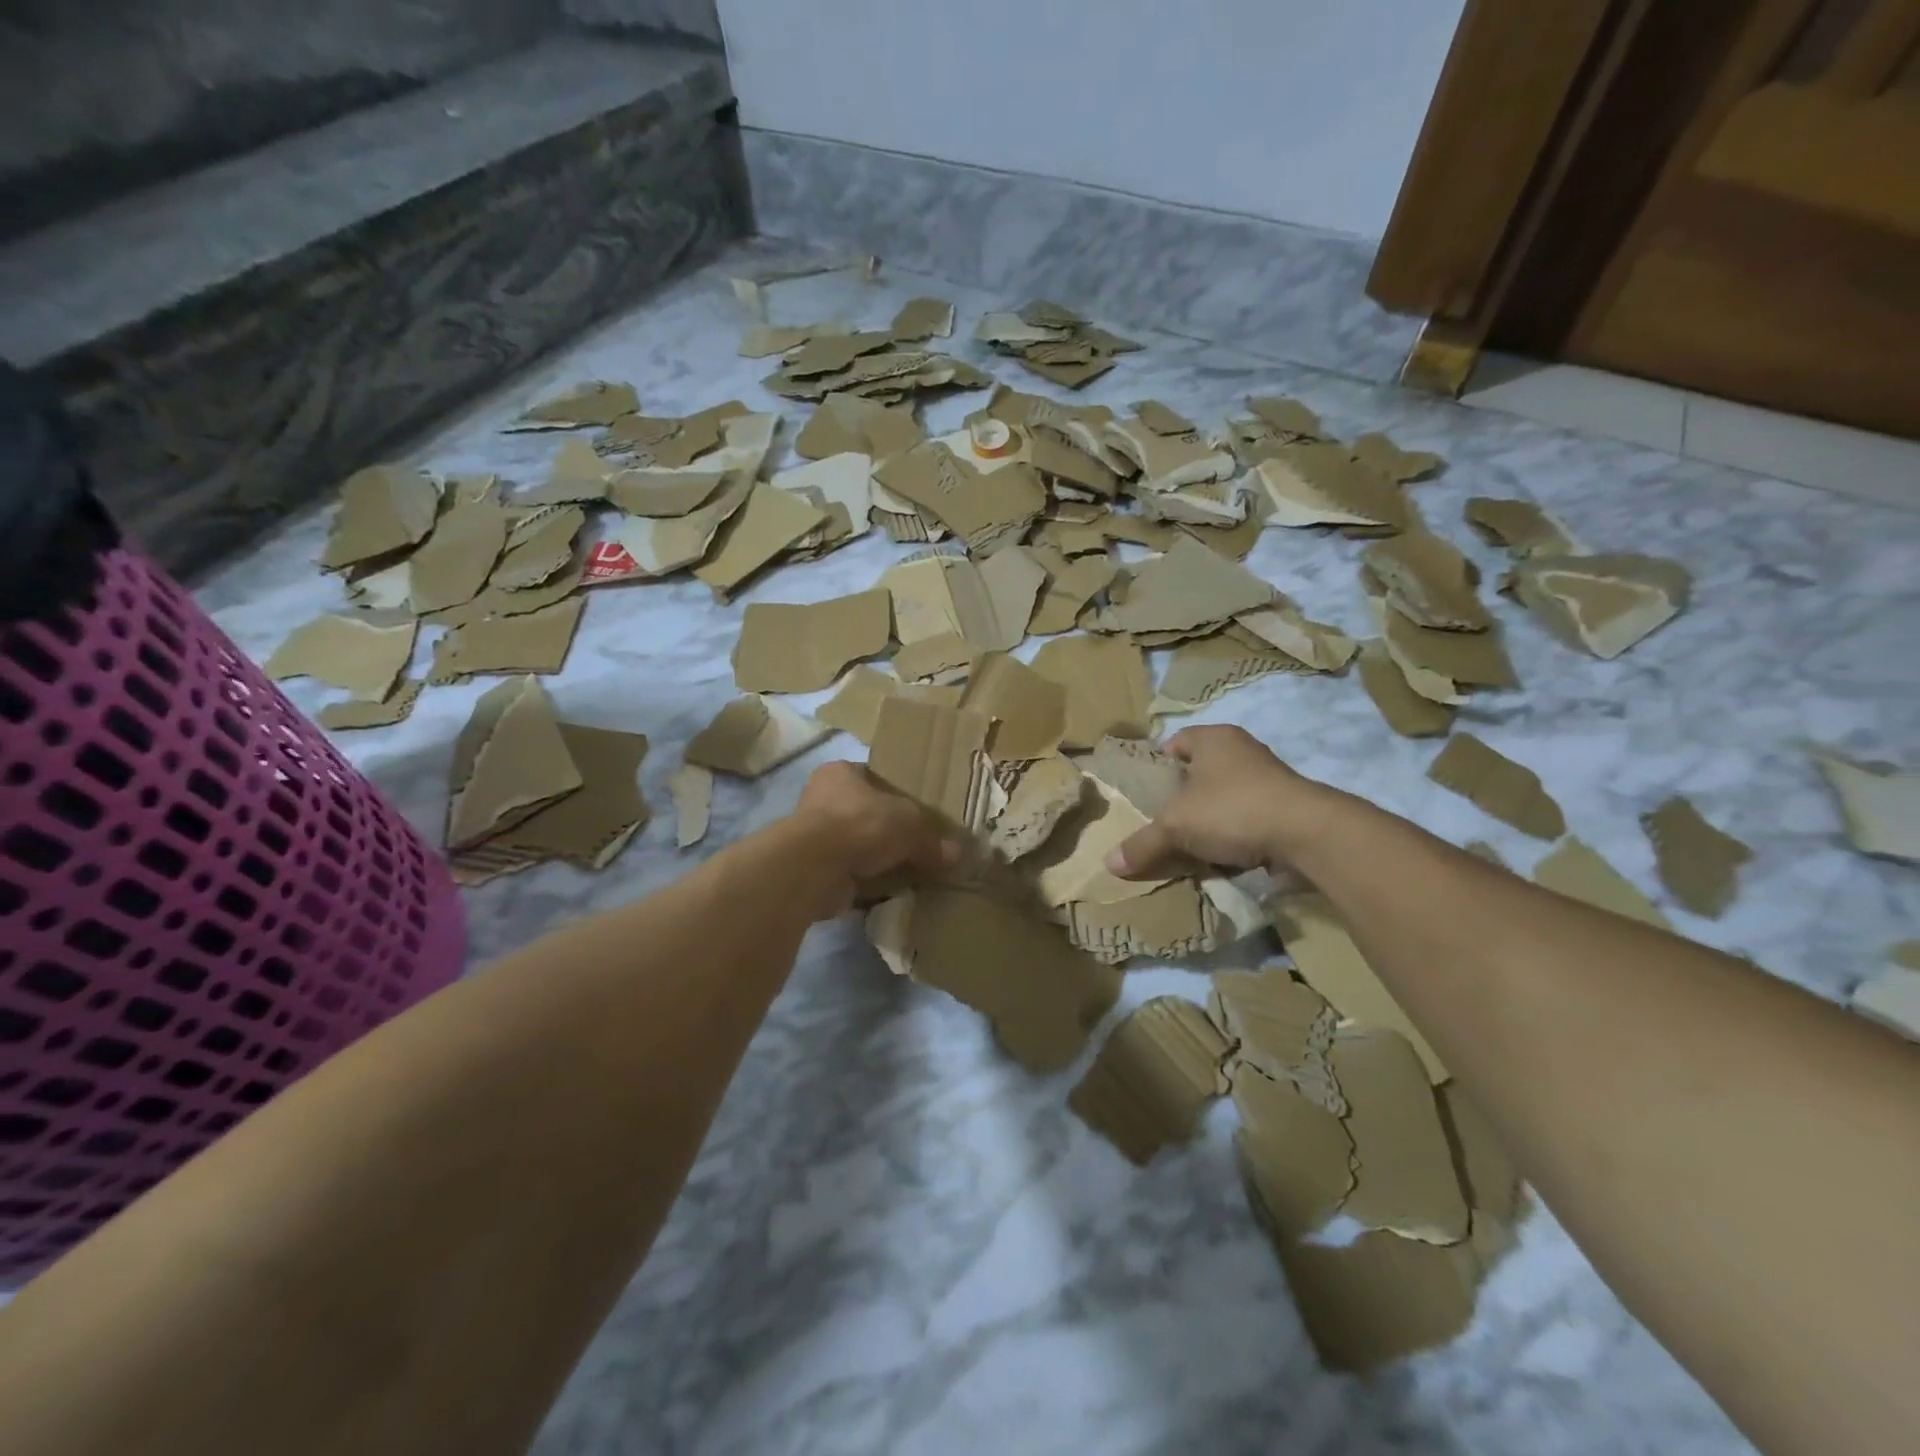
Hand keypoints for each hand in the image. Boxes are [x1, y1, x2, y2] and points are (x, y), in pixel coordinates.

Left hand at [792, 762, 958, 917]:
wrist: (815, 868)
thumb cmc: (861, 824)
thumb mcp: (910, 824)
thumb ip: (932, 840)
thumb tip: (957, 854)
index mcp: (840, 773)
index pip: (873, 777)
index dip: (897, 793)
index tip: (918, 812)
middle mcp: (821, 799)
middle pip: (865, 813)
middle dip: (888, 831)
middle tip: (917, 845)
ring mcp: (814, 837)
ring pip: (856, 846)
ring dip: (876, 860)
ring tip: (907, 871)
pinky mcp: (813, 870)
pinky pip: (849, 874)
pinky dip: (866, 883)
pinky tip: (889, 892)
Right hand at [1106, 726, 1340, 879]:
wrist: (1307, 835)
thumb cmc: (1232, 809)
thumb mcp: (1175, 827)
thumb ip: (1143, 843)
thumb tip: (1109, 865)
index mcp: (1214, 738)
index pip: (1176, 742)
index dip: (1158, 764)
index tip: (1147, 792)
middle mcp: (1242, 751)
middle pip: (1201, 772)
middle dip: (1183, 797)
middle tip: (1163, 822)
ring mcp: (1269, 779)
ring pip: (1225, 798)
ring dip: (1210, 820)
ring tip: (1189, 846)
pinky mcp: (1287, 808)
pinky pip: (1248, 819)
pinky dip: (1234, 837)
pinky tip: (1221, 859)